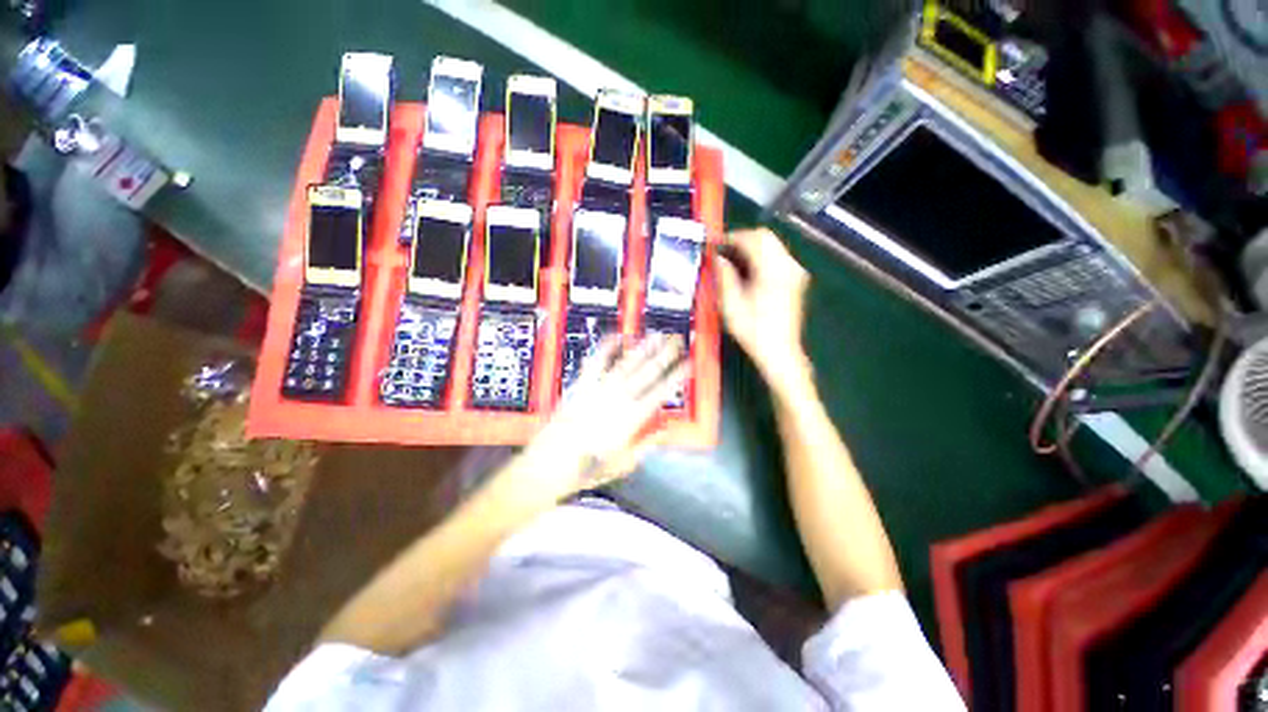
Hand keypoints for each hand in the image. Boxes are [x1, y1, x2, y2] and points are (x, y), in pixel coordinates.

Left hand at [522, 334, 687, 500]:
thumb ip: (645, 445)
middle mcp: (618, 399)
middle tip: (677, 340)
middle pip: (646, 373)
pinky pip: (595, 362)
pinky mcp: (581, 385)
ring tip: (656, 335)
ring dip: (642, 348)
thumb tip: (665, 431)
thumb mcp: (623, 464)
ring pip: (626, 364)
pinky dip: (606, 348)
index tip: (687, 363)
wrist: (548, 465)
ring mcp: (598, 389)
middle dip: (664, 355)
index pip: (660, 392)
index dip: (676, 376)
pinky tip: (617, 337)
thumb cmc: (587, 469)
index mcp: (631, 419)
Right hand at [716, 228, 811, 387]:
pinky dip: (761, 256)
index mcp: (772, 270)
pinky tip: (747, 270)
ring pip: (772, 245)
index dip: (731, 237)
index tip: (715, 245)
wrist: (780, 351)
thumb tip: (717, 258)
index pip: (753, 239)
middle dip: (742, 239)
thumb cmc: (753, 331)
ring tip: (731, 260)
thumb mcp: (731, 305)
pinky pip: (777, 256)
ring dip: (751, 247)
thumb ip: (724, 276)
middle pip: (765, 237)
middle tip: (722, 251)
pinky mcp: (796, 279)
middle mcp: (788, 265)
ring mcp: (795, 271)